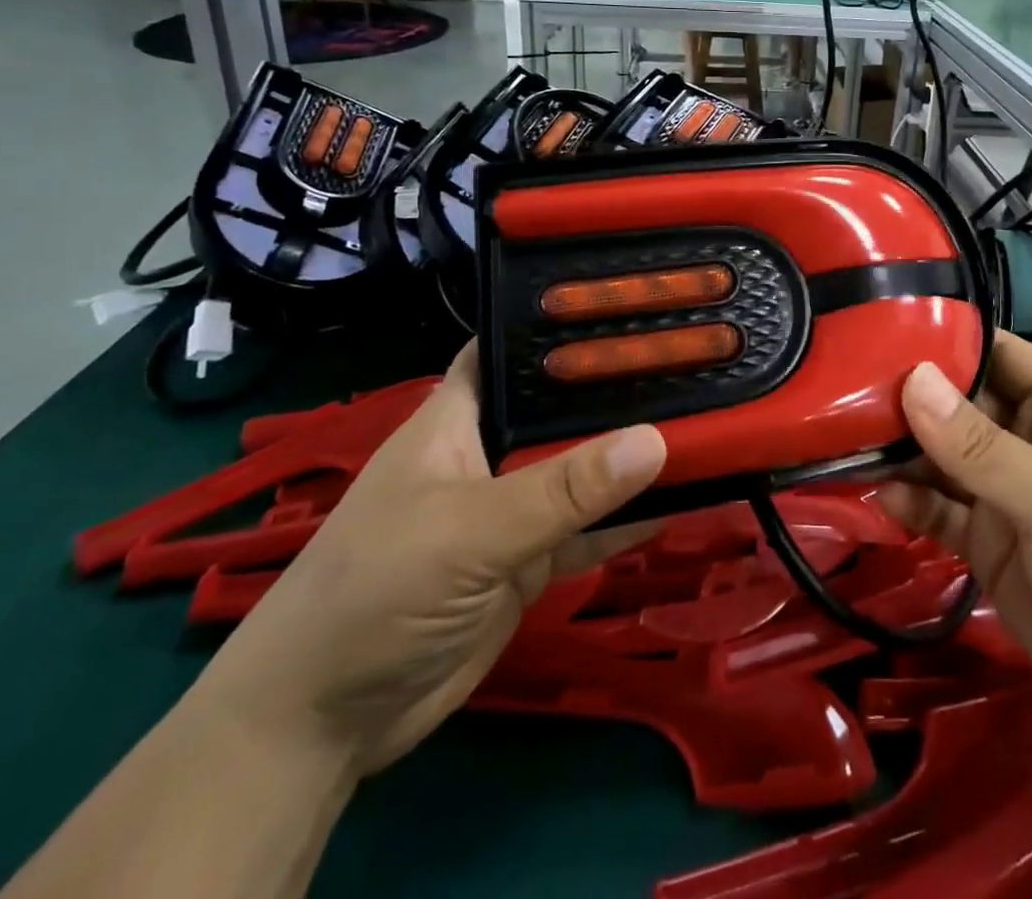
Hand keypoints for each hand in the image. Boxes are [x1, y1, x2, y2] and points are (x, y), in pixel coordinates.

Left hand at [189, 343, 666, 777]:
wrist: (322, 726)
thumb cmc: (375, 591)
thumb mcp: (469, 530)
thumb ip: (562, 489)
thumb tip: (655, 439)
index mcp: (460, 416)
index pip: (515, 347)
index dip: (566, 324)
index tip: (635, 305)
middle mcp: (490, 451)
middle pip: (563, 409)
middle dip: (620, 390)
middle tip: (699, 362)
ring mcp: (511, 509)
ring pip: (583, 470)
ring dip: (632, 457)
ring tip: (709, 420)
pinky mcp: (528, 562)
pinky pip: (590, 530)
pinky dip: (629, 519)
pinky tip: (686, 498)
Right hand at [880, 334, 1031, 735]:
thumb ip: (981, 446)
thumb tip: (910, 379)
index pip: (995, 352)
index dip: (944, 336)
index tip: (877, 324)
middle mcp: (1027, 440)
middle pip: (957, 402)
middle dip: (906, 394)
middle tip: (838, 384)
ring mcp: (1004, 492)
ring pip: (940, 456)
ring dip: (899, 449)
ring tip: (842, 436)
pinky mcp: (986, 543)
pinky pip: (938, 510)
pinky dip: (909, 502)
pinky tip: (879, 496)